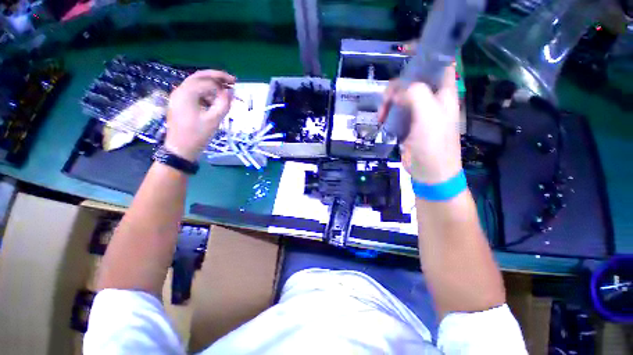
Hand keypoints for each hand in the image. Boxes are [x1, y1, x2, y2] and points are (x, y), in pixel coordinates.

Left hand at [165, 70, 235, 160]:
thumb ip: (224, 104)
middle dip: (216, 77)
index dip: (222, 82)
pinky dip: (206, 93)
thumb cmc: (197, 135)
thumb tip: (231, 92)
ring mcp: (178, 97)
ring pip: (197, 84)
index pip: (207, 81)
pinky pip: (194, 93)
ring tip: (225, 93)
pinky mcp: (180, 103)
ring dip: (211, 86)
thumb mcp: (214, 120)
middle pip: (199, 77)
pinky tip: (214, 101)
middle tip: (231, 80)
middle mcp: (180, 90)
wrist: (180, 149)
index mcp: (187, 93)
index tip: (236, 85)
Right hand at [378, 65, 461, 182]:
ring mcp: (418, 112)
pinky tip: (382, 120)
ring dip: (389, 102)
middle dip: (397, 86)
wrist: (429, 172)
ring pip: (401, 96)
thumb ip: (416, 95)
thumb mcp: (428, 116)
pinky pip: (395, 111)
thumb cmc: (433, 145)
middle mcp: (432, 99)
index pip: (440, 64)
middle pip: (413, 80)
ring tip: (382, 116)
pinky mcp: (407, 124)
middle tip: (386, 100)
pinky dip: (387, 113)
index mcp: (443, 93)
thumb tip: (398, 91)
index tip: (406, 56)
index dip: (426, 56)